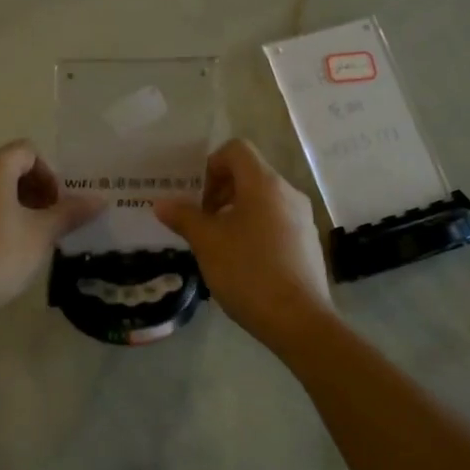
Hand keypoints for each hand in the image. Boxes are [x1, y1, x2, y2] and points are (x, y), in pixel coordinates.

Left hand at [0, 140, 104, 316]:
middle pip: (7, 168)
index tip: (57, 205)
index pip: (28, 152)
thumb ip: (71, 212)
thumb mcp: (43, 233)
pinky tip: (2, 247)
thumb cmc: (2, 254)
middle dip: (33, 189)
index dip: (49, 175)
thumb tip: (100, 200)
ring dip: (13, 204)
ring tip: (28, 235)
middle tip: (48, 220)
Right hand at [153, 138, 334, 349]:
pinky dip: (255, 229)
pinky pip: (276, 221)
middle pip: (250, 174)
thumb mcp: (207, 243)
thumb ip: (183, 217)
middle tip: (200, 221)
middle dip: (220, 191)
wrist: (298, 319)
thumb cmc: (248, 272)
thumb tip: (162, 203)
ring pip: (263, 200)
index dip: (210, 164)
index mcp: (264, 184)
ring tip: (218, 243)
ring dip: (236, 212)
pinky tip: (242, 262)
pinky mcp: (308, 242)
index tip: (197, 196)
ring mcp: (302, 218)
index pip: (236, 150)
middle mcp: (288, 193)